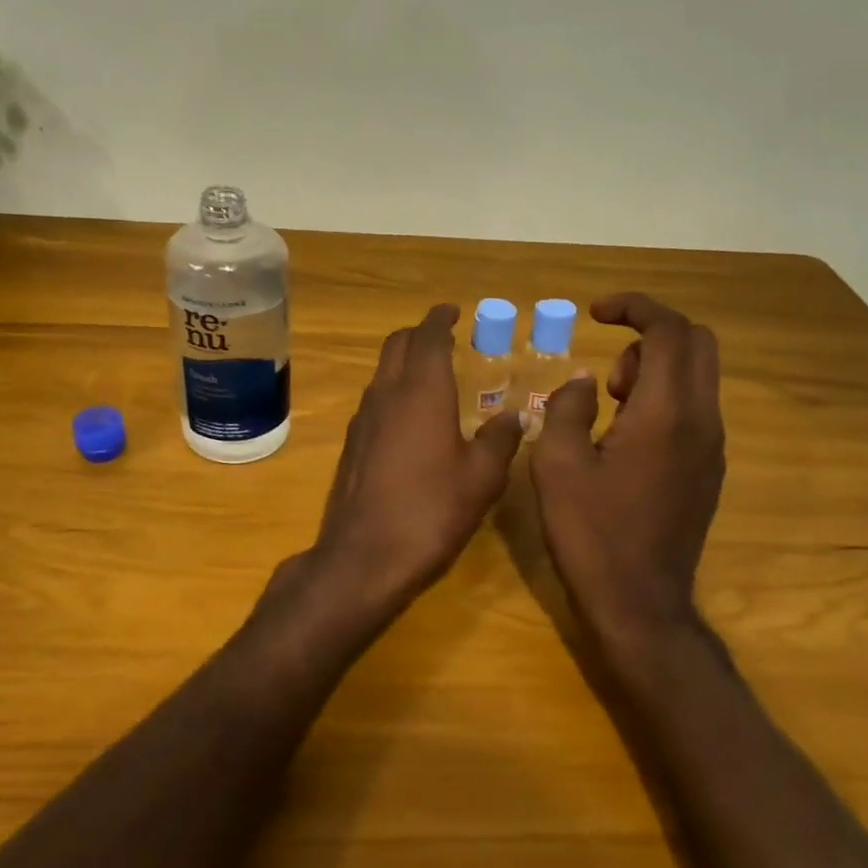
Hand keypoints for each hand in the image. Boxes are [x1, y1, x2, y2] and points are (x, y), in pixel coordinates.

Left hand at [309, 304, 523, 615]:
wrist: (364, 557)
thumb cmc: (431, 511)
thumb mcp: (481, 477)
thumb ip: (500, 439)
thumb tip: (516, 415)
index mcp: (421, 391)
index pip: (427, 336)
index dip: (440, 318)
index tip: (453, 311)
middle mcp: (386, 395)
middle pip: (396, 345)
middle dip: (419, 334)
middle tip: (446, 338)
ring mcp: (362, 420)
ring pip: (382, 372)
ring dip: (404, 362)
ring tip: (433, 375)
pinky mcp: (351, 445)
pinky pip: (374, 400)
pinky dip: (393, 391)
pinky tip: (412, 418)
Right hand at [529, 293, 725, 643]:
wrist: (639, 603)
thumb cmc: (591, 532)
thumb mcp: (557, 464)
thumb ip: (569, 407)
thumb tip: (586, 382)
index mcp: (666, 413)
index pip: (669, 330)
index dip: (634, 307)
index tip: (596, 312)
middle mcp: (702, 421)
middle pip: (697, 343)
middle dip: (650, 334)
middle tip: (607, 369)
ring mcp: (712, 447)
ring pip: (698, 376)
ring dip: (655, 369)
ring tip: (608, 405)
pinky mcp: (709, 470)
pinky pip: (695, 409)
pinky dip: (663, 398)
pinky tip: (624, 437)